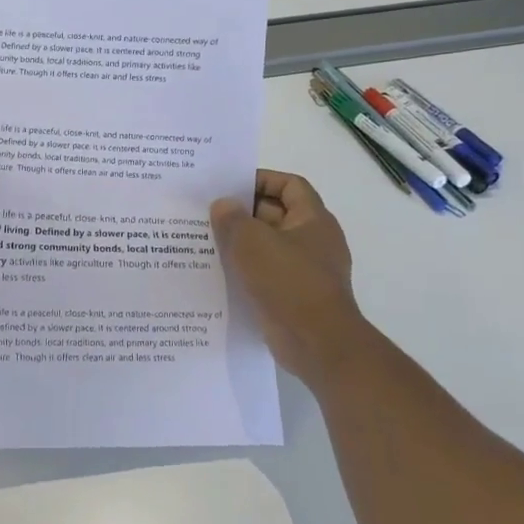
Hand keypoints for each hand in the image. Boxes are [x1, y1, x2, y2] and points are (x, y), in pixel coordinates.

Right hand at [210, 170, 365, 391]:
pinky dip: (246, 270)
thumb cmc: (288, 282)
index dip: (261, 179)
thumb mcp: (251, 242)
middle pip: (277, 214)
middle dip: (244, 212)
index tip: (230, 186)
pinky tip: (218, 273)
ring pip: (268, 246)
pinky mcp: (295, 297)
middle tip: (208, 212)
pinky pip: (267, 273)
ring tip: (206, 240)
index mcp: (313, 219)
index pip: (290, 185)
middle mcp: (314, 241)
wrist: (318, 344)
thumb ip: (232, 219)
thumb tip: (222, 205)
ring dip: (241, 243)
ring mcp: (306, 271)